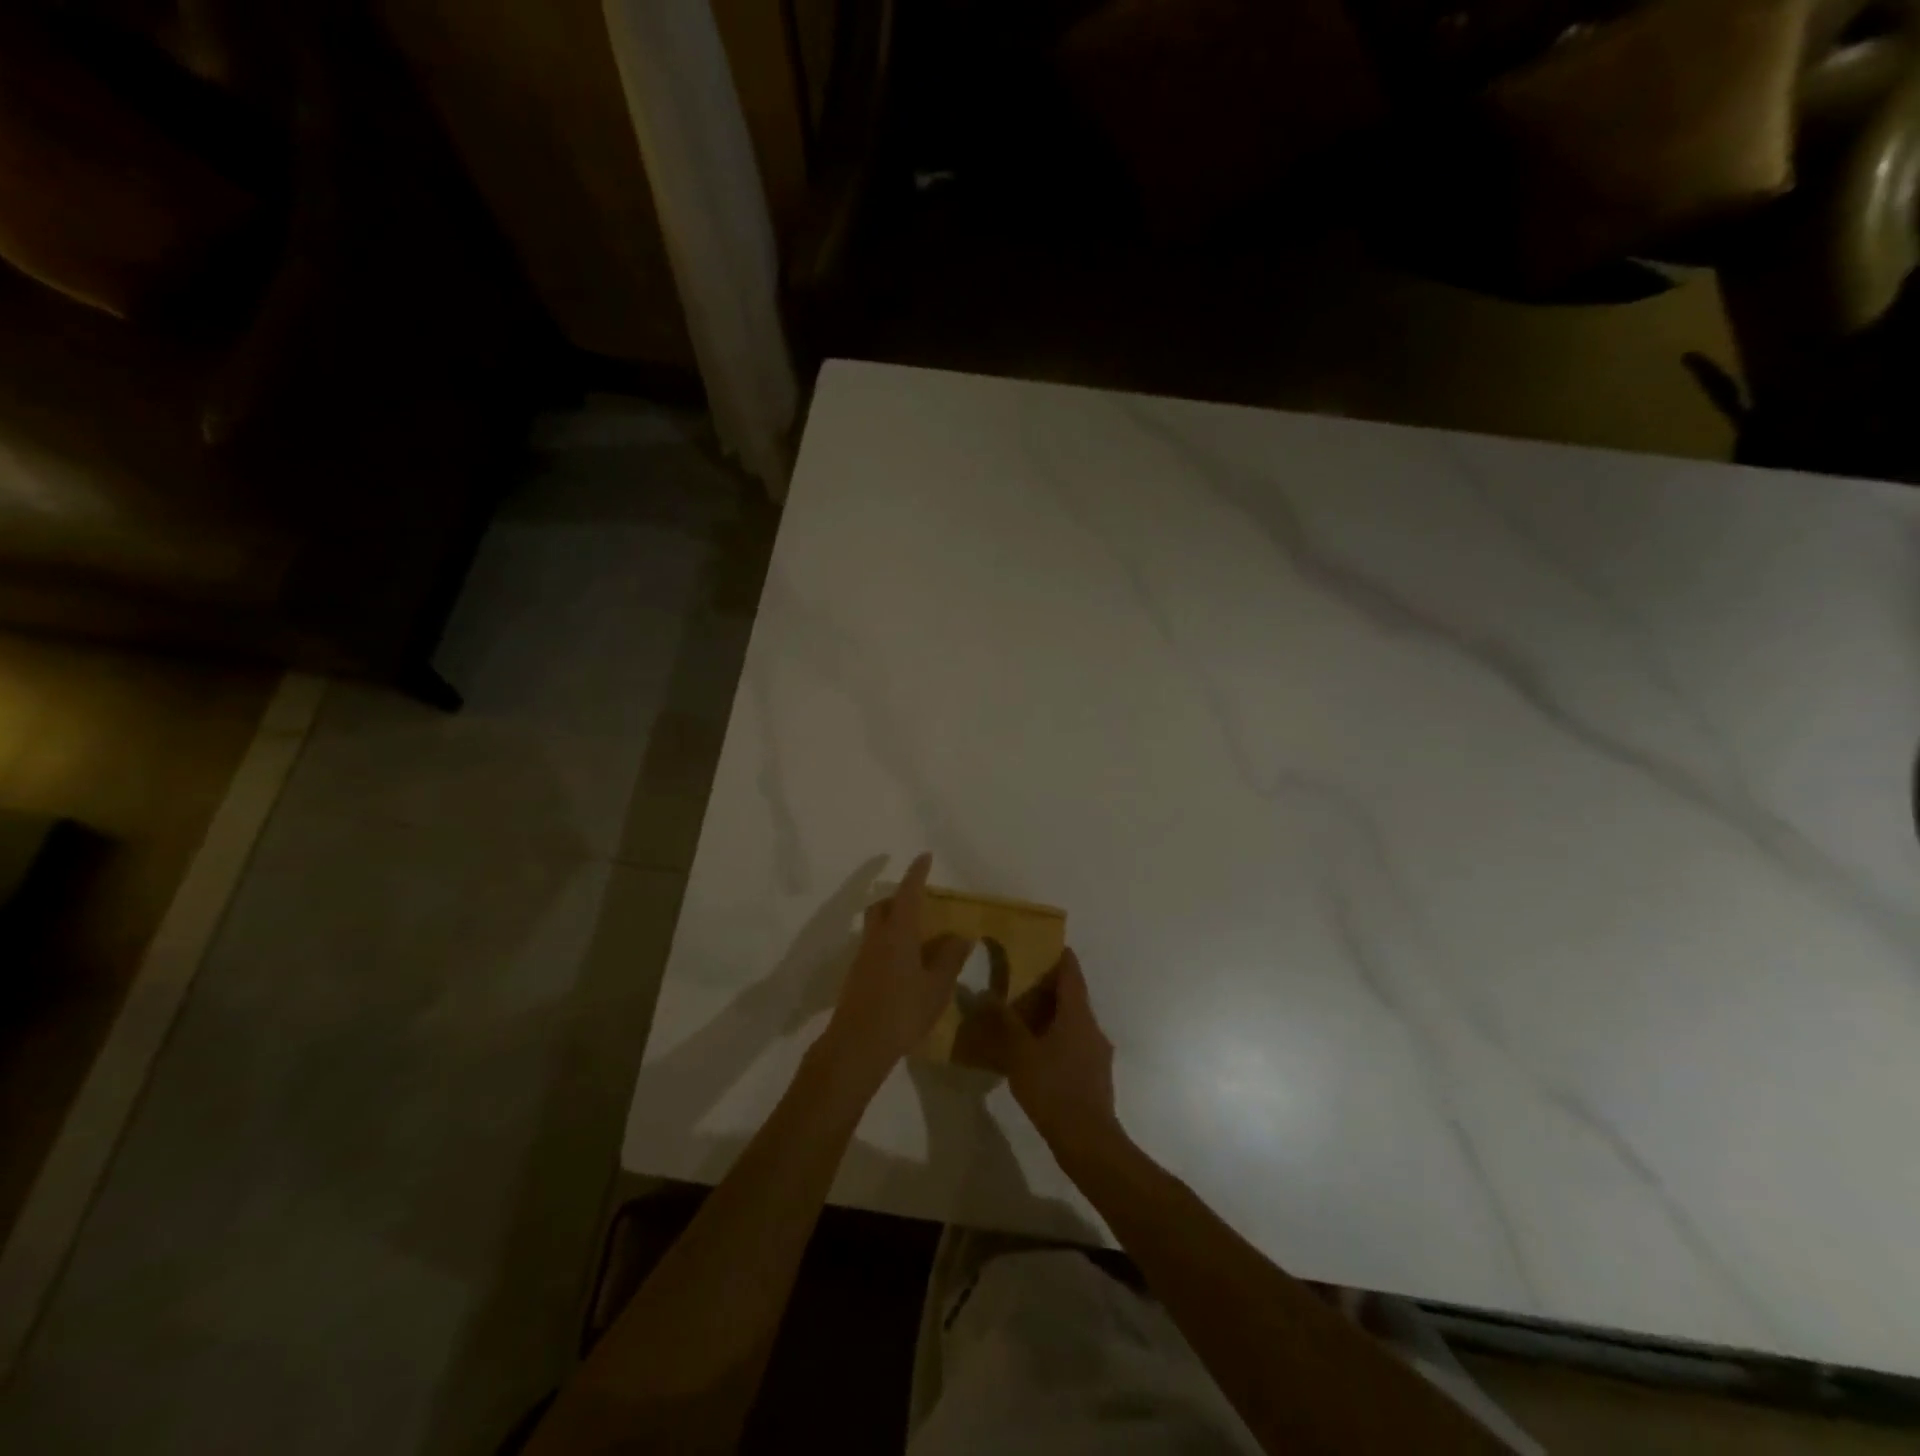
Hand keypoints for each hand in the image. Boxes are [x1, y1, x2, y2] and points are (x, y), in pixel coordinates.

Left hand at [818, 853, 971, 1090]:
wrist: (857, 1045)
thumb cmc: (902, 1011)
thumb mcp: (936, 986)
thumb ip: (949, 958)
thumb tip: (960, 935)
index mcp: (898, 932)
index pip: (908, 892)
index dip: (917, 874)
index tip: (924, 856)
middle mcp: (877, 938)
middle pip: (883, 906)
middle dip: (899, 897)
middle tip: (920, 901)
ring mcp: (862, 957)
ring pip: (876, 927)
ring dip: (893, 922)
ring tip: (917, 937)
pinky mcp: (856, 977)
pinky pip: (874, 948)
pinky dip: (889, 944)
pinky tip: (904, 966)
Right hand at [989, 949, 1120, 1156]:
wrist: (1088, 1141)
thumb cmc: (1054, 1089)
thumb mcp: (1020, 1054)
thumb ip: (1004, 1024)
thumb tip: (986, 996)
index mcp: (1077, 1015)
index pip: (1071, 974)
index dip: (1061, 958)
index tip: (1048, 945)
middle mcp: (1092, 1028)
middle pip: (1073, 998)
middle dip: (1050, 989)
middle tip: (1022, 983)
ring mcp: (1097, 1053)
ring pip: (1074, 1023)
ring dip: (1052, 1016)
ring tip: (1024, 1019)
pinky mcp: (1095, 1076)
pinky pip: (1074, 1044)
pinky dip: (1057, 1039)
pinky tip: (1037, 1054)